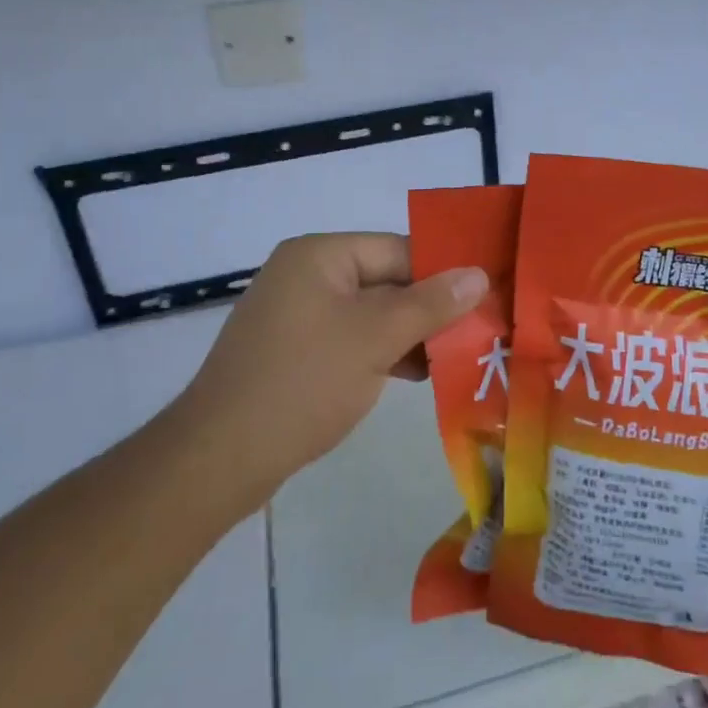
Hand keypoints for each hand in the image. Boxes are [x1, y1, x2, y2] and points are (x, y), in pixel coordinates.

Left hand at [179, 233, 487, 503]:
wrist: (221, 456)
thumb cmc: (304, 383)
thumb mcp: (376, 338)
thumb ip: (430, 304)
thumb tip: (479, 274)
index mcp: (320, 255)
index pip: (398, 250)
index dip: (444, 273)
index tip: (486, 299)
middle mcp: (306, 274)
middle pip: (385, 280)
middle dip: (429, 309)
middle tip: (479, 333)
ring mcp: (297, 314)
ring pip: (370, 313)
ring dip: (409, 334)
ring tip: (455, 359)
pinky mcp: (295, 350)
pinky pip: (350, 338)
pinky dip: (381, 352)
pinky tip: (415, 375)